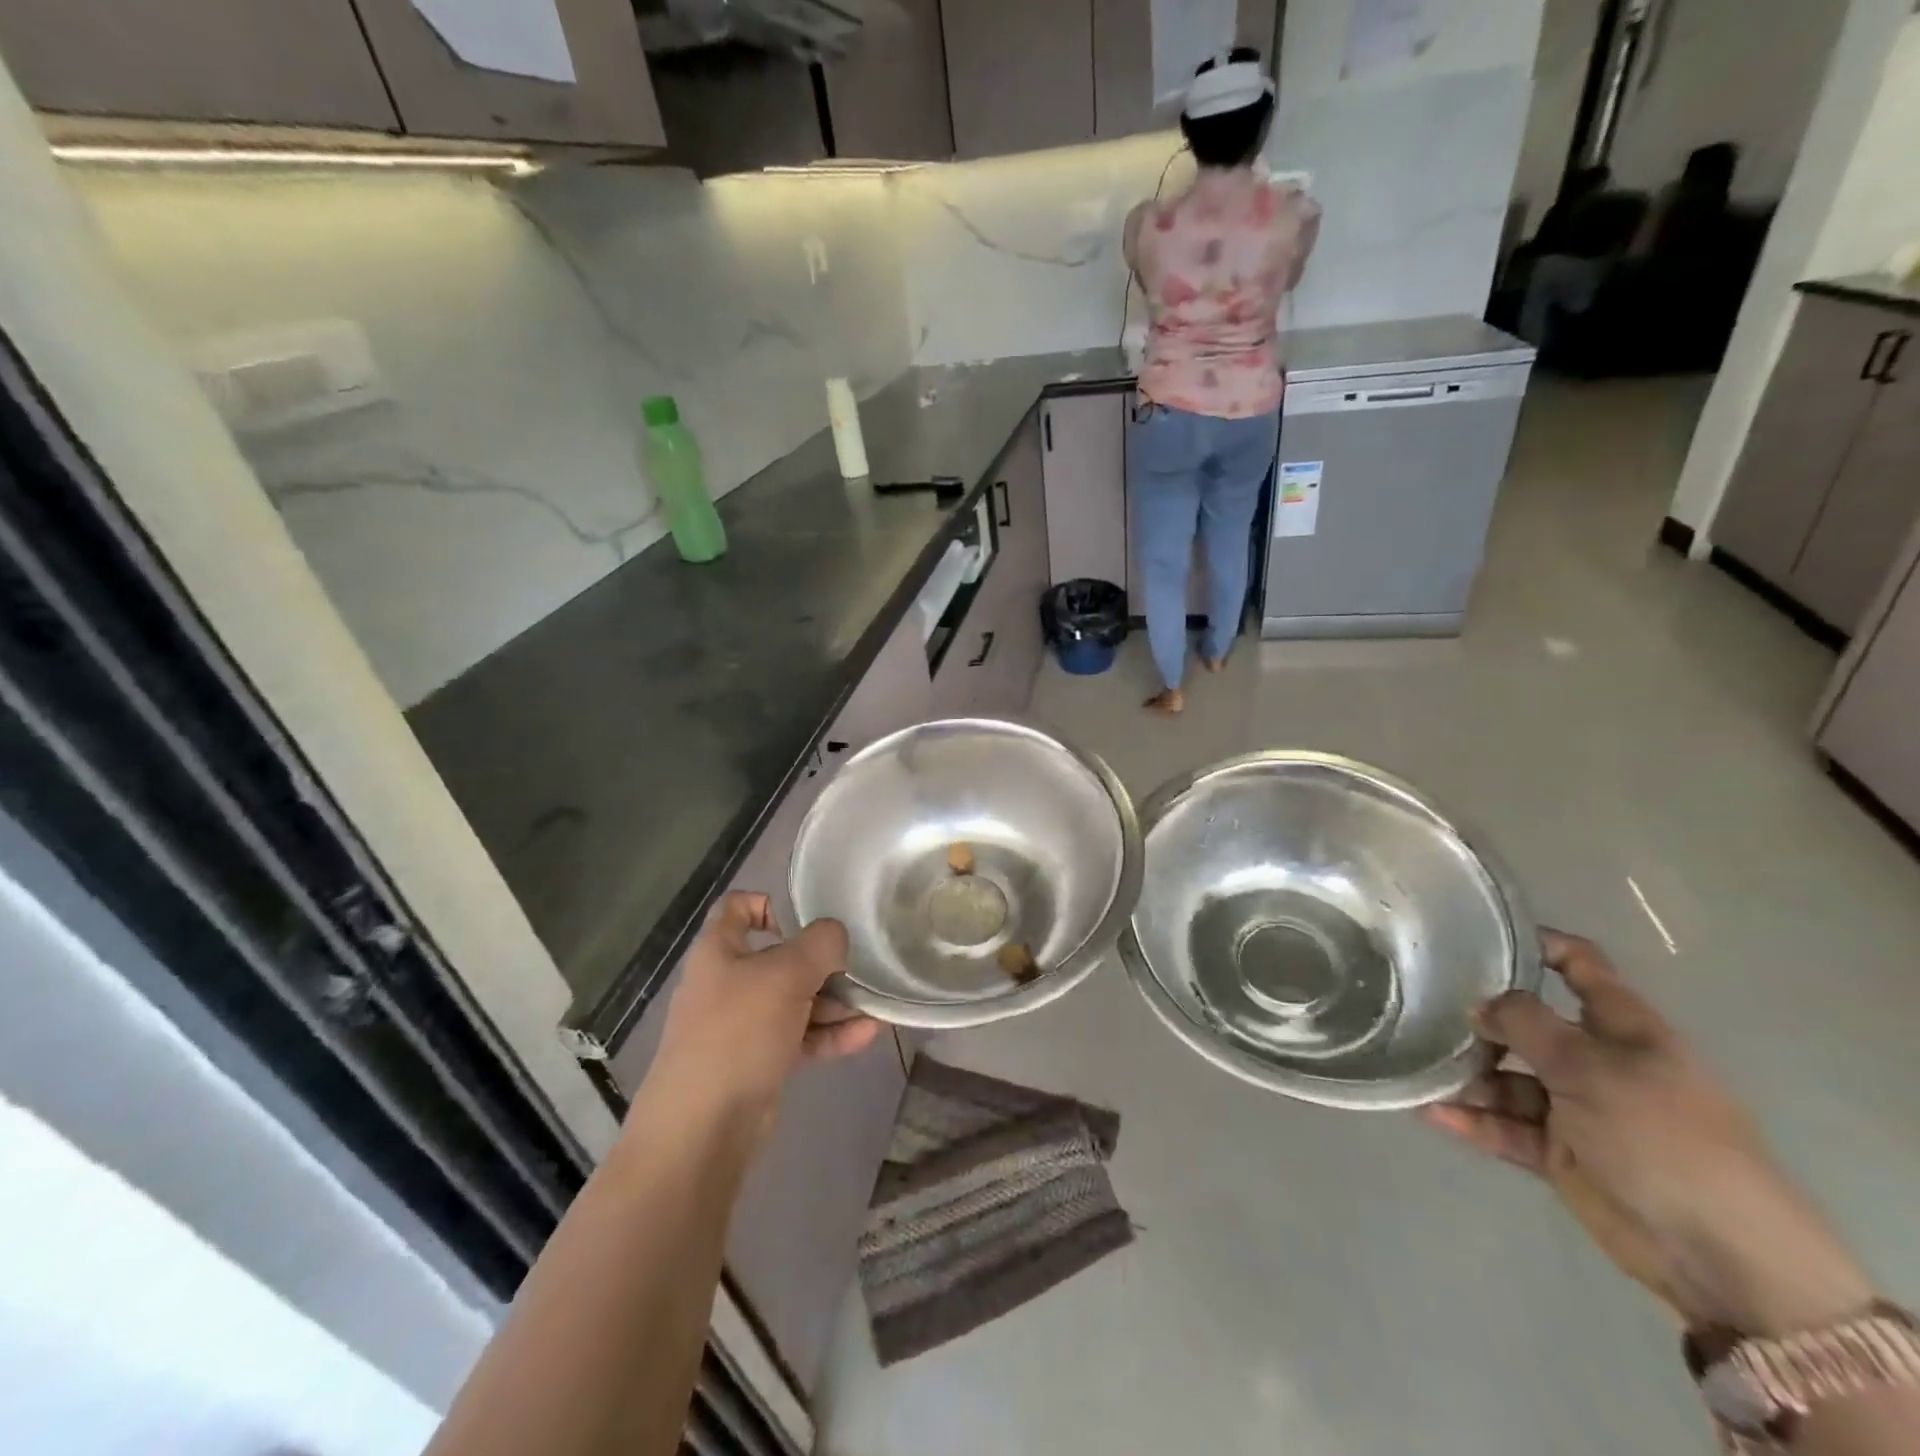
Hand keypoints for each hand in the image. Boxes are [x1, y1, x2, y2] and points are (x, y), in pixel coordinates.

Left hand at [651, 892, 882, 1135]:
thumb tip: (836, 936)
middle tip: (856, 967)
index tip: (807, 921)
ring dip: (834, 1001)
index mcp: (719, 951)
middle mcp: (728, 983)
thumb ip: (820, 945)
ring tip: (874, 1004)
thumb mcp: (786, 974)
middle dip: (821, 962)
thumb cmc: (739, 1032)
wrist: (702, 1127)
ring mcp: (743, 1025)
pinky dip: (830, 1033)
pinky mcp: (759, 1061)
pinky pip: (800, 1036)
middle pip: (779, 958)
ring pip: (795, 1000)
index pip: (738, 908)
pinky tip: (868, 1034)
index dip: (770, 904)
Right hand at [1424, 931, 1873, 1335]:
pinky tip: (1432, 1112)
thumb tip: (1479, 1004)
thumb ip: (1527, 1024)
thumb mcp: (1592, 1068)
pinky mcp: (1560, 1153)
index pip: (1580, 966)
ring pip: (1507, 1078)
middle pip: (1528, 1024)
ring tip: (1422, 1071)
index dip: (1538, 944)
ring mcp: (1577, 1108)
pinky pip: (1505, 1126)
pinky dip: (1472, 1120)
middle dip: (1481, 1020)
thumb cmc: (1663, 1138)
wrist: (1720, 1256)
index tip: (1477, 933)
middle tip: (1426, 1012)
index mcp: (1623, 1029)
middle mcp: (1598, 1061)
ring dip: (1468, 1076)